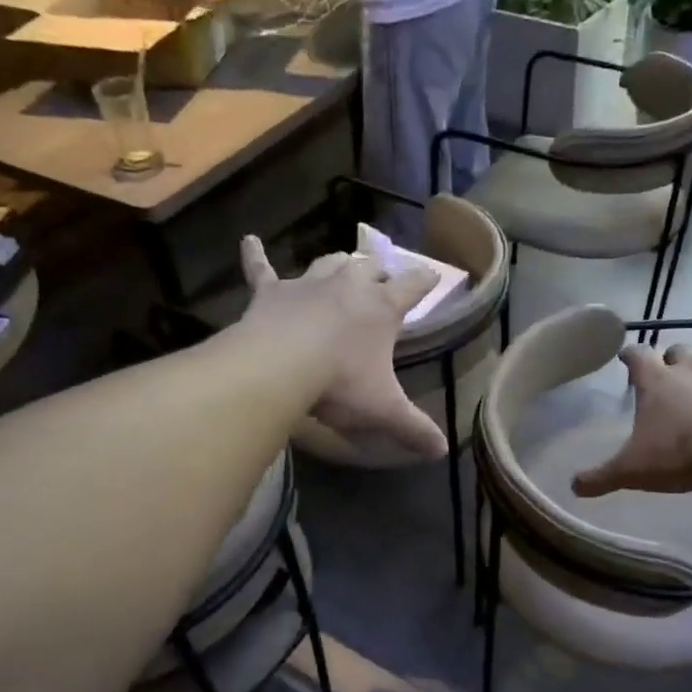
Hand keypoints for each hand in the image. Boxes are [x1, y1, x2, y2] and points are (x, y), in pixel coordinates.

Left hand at [238, 236, 446, 460]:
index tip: (433, 275)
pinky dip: (255, 255)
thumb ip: (414, 429)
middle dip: (378, 272)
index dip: (425, 281)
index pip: (412, 287)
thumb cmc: (340, 383)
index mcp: (381, 308)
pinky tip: (248, 240)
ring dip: (337, 265)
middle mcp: (349, 286)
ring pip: (328, 263)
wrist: (280, 367)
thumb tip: (442, 451)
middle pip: (369, 268)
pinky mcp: (271, 292)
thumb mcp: (384, 410)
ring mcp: (308, 285)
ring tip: (342, 266)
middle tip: (381, 279)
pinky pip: (261, 268)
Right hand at [573, 343, 691, 497]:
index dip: (631, 354)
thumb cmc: (676, 457)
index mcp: (657, 383)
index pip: (638, 356)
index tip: (626, 355)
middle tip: (672, 368)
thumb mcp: (630, 471)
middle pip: (680, 350)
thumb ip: (600, 477)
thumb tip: (573, 487)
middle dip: (674, 355)